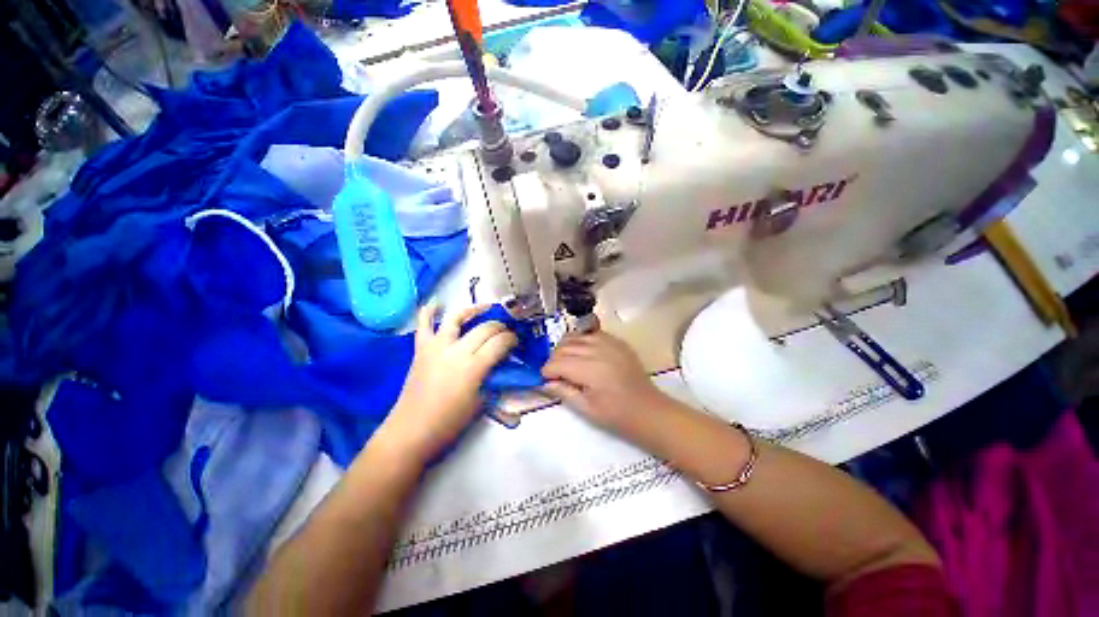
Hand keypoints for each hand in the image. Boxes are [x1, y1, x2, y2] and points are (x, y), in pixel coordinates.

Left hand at [383, 303, 516, 460]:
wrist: (411, 431)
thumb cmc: (449, 422)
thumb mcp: (480, 402)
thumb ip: (492, 378)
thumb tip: (501, 363)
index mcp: (473, 367)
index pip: (500, 343)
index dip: (511, 339)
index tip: (516, 341)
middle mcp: (456, 350)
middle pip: (484, 329)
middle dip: (500, 327)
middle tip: (506, 332)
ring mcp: (436, 347)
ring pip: (457, 318)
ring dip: (474, 310)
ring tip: (486, 307)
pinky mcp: (421, 349)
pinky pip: (424, 324)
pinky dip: (428, 311)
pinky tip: (436, 301)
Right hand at [541, 331, 667, 440]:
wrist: (649, 410)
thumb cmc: (617, 416)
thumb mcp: (587, 409)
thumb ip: (563, 392)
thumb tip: (544, 383)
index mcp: (590, 370)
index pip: (557, 363)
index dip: (547, 370)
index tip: (544, 379)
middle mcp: (598, 350)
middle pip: (565, 347)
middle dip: (554, 359)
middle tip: (555, 373)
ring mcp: (610, 343)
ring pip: (577, 336)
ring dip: (567, 347)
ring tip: (567, 361)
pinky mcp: (618, 342)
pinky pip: (593, 334)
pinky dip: (583, 340)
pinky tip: (583, 352)